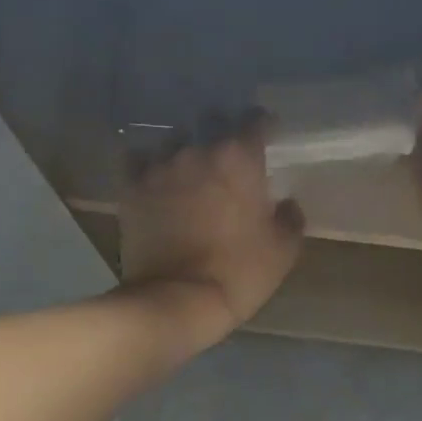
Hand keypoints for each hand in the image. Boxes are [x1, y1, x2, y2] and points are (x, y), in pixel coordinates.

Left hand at [118, 114, 304, 348]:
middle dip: (223, 131)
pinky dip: (148, 165)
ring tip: (190, 167)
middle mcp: (198, 150)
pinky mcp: (132, 187)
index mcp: (239, 158)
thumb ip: (290, 218)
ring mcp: (160, 166)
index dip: (263, 125)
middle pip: (212, 121)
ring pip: (174, 139)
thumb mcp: (283, 250)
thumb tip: (287, 203)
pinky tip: (155, 178)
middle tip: (228, 154)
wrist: (176, 300)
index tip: (267, 135)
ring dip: (186, 148)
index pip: (255, 120)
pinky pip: (138, 160)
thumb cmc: (239, 273)